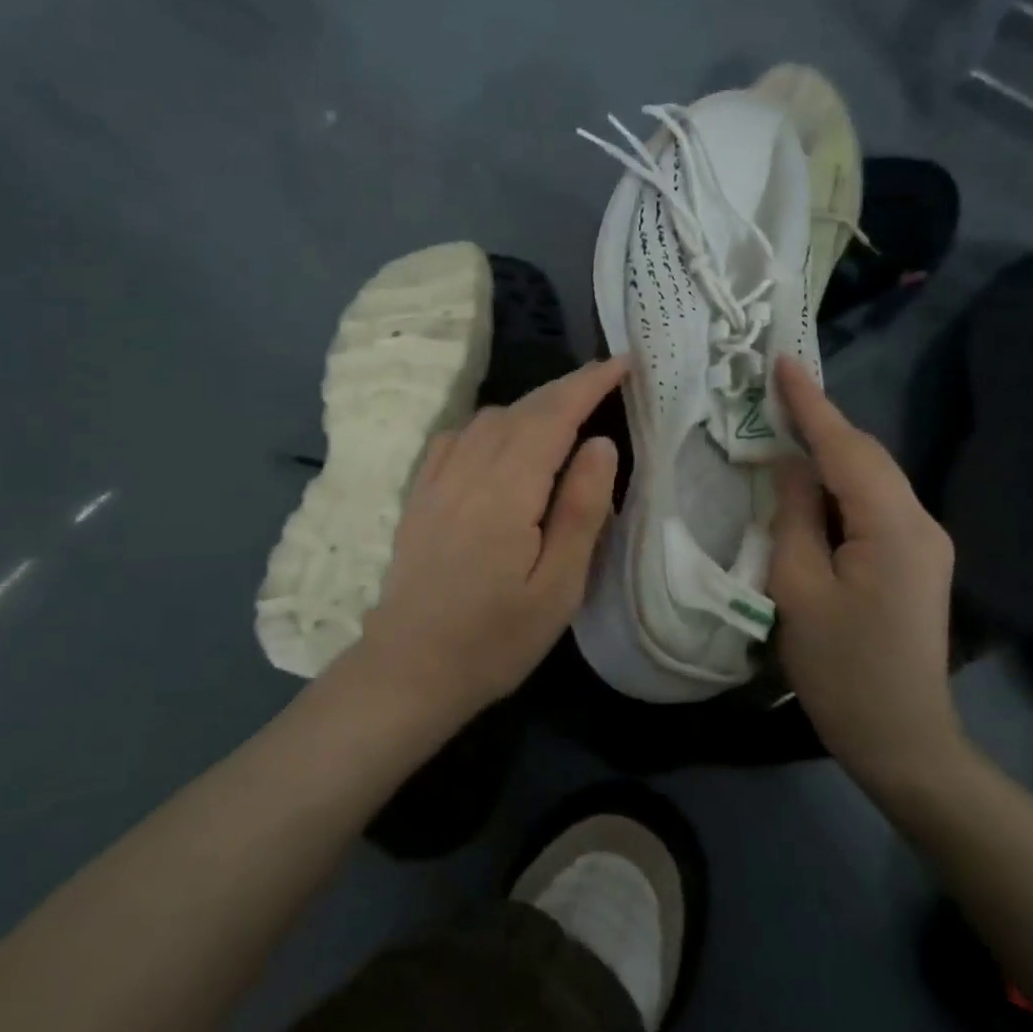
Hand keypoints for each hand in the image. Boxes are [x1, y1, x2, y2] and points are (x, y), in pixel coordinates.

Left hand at [356, 356, 626, 718]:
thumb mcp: (558, 586)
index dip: (589, 384)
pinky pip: (456, 438)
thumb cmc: (495, 637)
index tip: (622, 363)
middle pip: (522, 409)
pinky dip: (488, 425)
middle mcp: (468, 469)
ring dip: (530, 406)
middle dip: (565, 388)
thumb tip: (599, 443)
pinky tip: (499, 441)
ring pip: (488, 419)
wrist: (410, 668)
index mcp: (508, 488)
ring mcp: (437, 479)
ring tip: (563, 415)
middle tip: (604, 380)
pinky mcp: (420, 495)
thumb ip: (581, 509)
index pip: (554, 415)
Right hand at [768, 356, 963, 789]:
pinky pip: (874, 504)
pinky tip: (811, 484)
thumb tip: (792, 466)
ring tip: (785, 427)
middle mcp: (920, 523)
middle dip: (822, 422)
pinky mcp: (916, 561)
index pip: (846, 448)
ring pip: (871, 479)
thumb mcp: (798, 589)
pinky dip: (840, 485)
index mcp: (892, 526)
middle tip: (774, 392)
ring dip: (830, 452)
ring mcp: (924, 543)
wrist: (903, 740)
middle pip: (866, 457)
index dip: (811, 403)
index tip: (783, 361)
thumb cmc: (841, 669)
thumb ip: (794, 516)